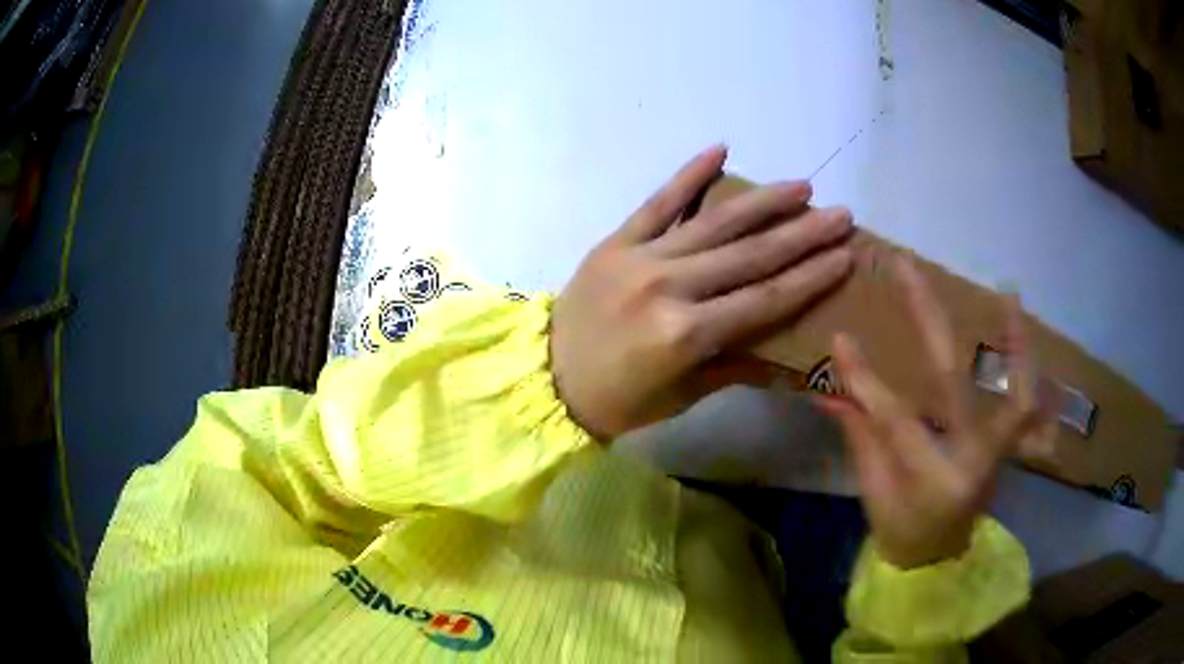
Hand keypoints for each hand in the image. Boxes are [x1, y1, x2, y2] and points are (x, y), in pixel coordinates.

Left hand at [551, 145, 853, 439]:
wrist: (546, 378)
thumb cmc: (620, 400)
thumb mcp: (683, 395)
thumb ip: (736, 367)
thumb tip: (789, 358)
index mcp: (687, 334)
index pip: (766, 298)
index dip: (811, 277)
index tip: (845, 255)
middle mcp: (669, 288)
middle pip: (751, 255)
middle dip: (802, 233)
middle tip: (840, 214)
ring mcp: (641, 257)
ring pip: (715, 222)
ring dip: (763, 201)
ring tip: (801, 187)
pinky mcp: (616, 240)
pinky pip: (658, 202)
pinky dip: (689, 175)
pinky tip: (720, 149)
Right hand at [818, 258, 1052, 568]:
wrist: (939, 558)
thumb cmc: (902, 531)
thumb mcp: (874, 492)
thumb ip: (860, 436)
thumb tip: (828, 390)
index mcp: (931, 480)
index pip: (894, 418)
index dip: (865, 378)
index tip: (841, 337)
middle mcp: (971, 461)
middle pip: (955, 381)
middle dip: (928, 319)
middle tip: (908, 268)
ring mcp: (996, 453)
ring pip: (1016, 392)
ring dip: (1014, 341)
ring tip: (1008, 294)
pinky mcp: (1006, 446)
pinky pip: (1025, 404)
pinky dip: (1026, 366)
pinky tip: (1020, 330)